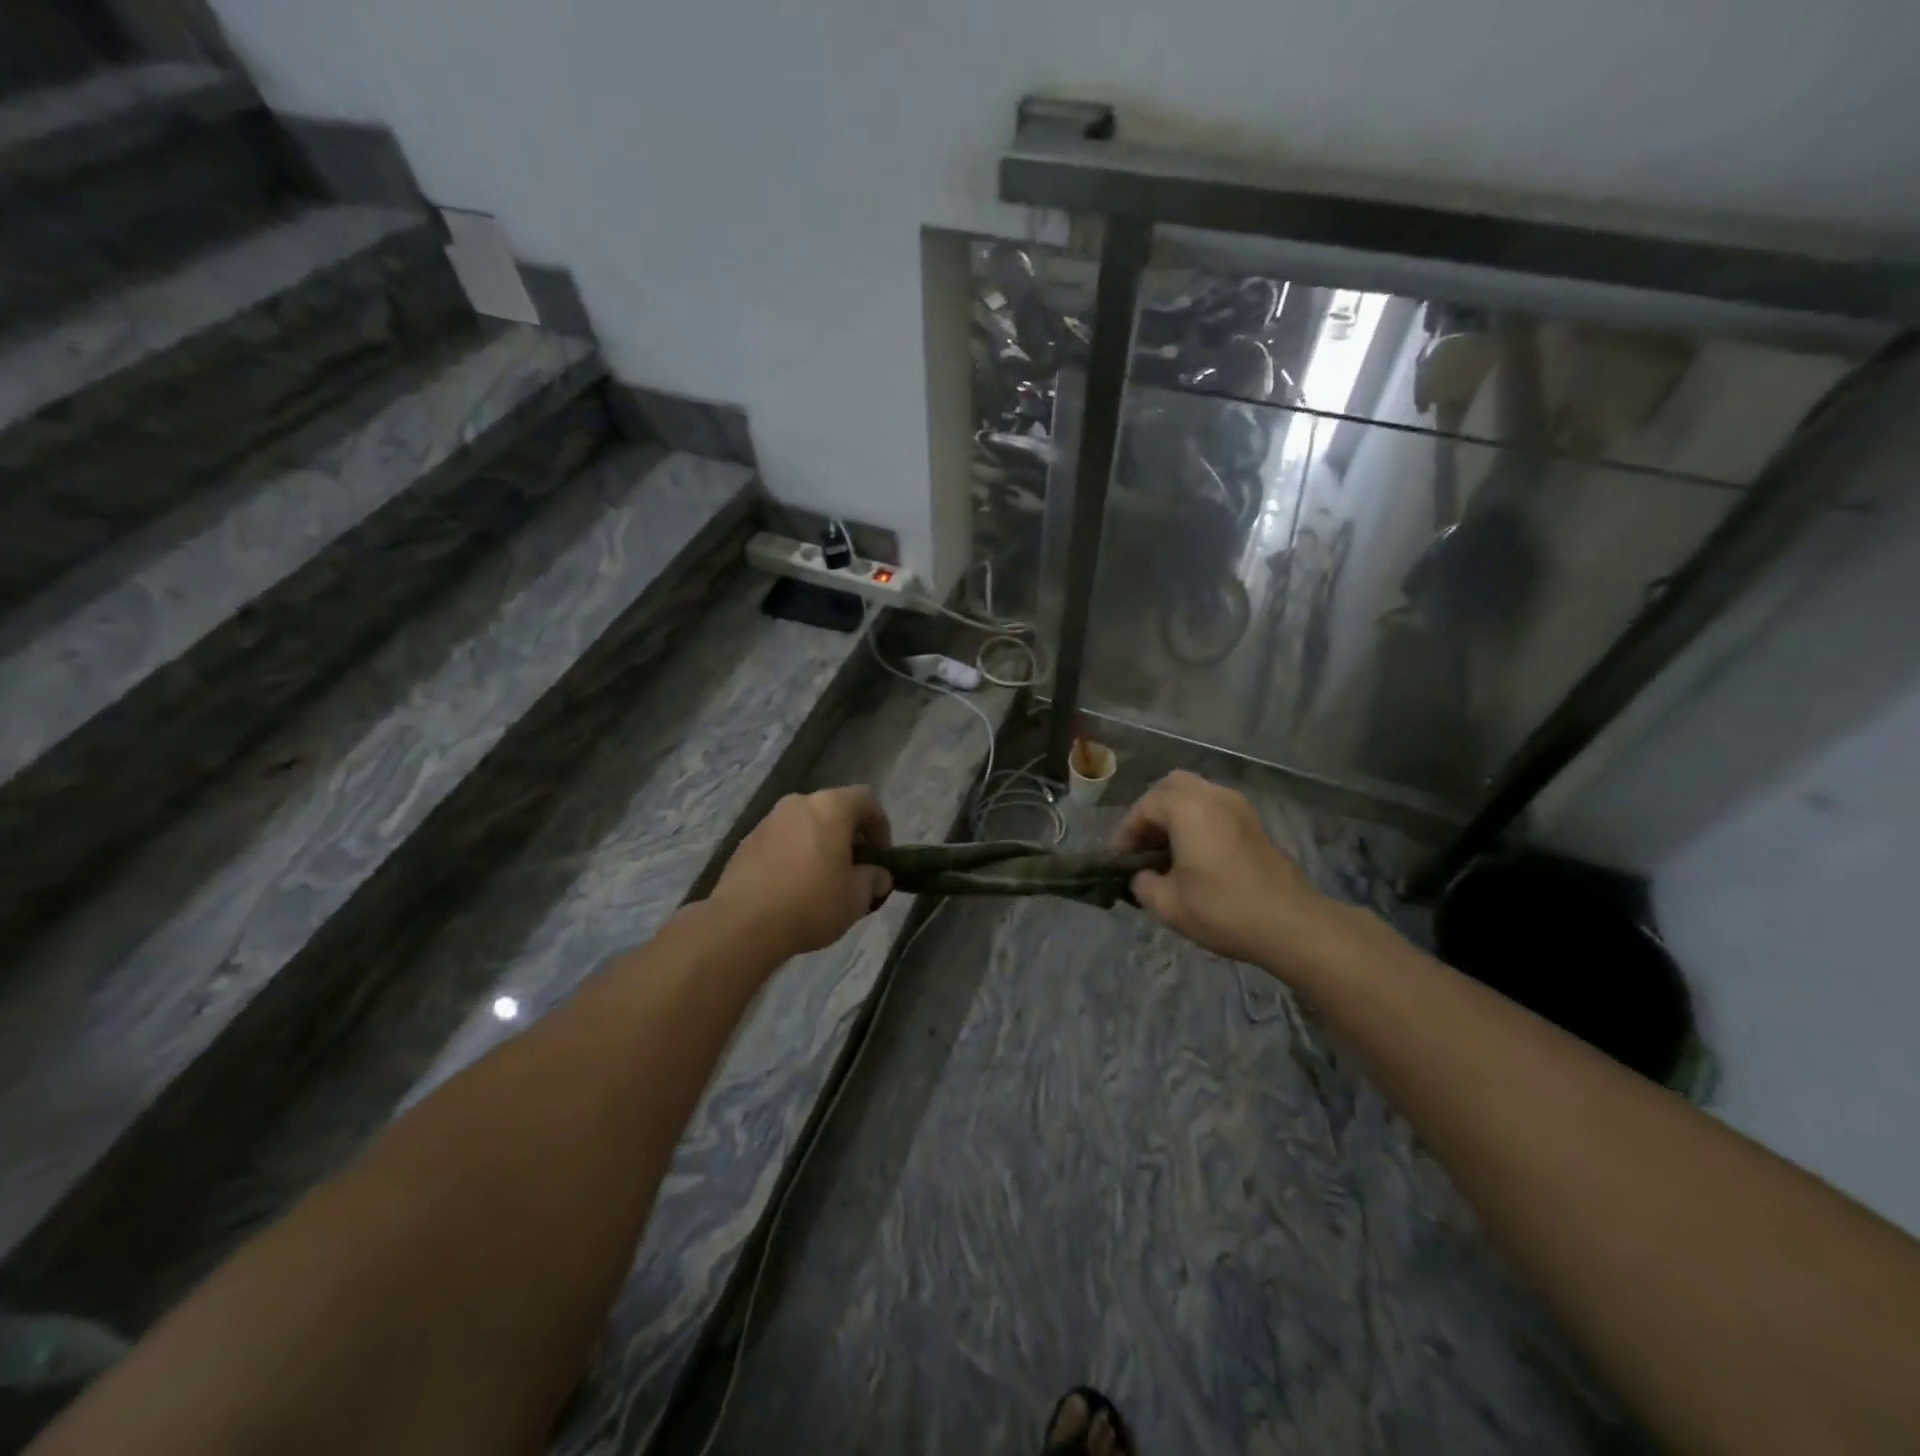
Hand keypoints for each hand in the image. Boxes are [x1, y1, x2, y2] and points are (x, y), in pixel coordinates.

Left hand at [710, 787, 893, 958]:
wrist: (742, 924)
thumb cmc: (810, 903)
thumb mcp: (857, 898)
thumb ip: (874, 879)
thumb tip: (878, 876)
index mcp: (830, 807)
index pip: (866, 799)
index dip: (880, 825)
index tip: (880, 856)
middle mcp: (798, 803)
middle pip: (834, 809)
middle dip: (849, 836)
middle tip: (855, 868)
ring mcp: (768, 821)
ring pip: (805, 824)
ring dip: (820, 844)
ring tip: (824, 880)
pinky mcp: (746, 842)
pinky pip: (782, 840)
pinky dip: (794, 854)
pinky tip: (794, 887)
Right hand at [1115, 771, 1331, 970]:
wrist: (1292, 924)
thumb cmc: (1223, 909)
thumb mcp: (1167, 904)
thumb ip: (1142, 884)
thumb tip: (1142, 876)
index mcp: (1187, 807)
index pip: (1143, 807)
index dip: (1125, 833)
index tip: (1119, 861)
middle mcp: (1212, 795)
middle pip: (1171, 787)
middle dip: (1151, 812)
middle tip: (1143, 845)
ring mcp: (1238, 806)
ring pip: (1196, 794)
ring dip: (1175, 815)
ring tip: (1167, 851)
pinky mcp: (1254, 823)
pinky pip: (1215, 807)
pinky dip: (1197, 821)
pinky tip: (1195, 855)